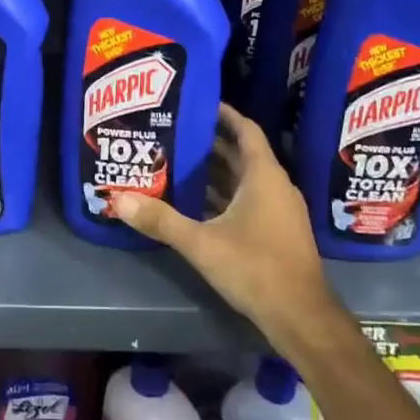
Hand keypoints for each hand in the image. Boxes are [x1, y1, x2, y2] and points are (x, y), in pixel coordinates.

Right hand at [112, 105, 341, 349]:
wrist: (300, 316)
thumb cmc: (255, 268)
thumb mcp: (202, 243)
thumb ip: (161, 220)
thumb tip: (119, 199)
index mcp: (264, 177)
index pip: (247, 131)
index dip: (225, 114)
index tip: (199, 102)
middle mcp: (276, 187)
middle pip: (243, 155)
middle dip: (212, 143)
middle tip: (176, 133)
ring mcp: (280, 211)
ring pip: (246, 180)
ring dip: (217, 172)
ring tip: (180, 163)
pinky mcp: (277, 232)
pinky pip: (249, 201)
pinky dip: (225, 196)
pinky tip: (198, 204)